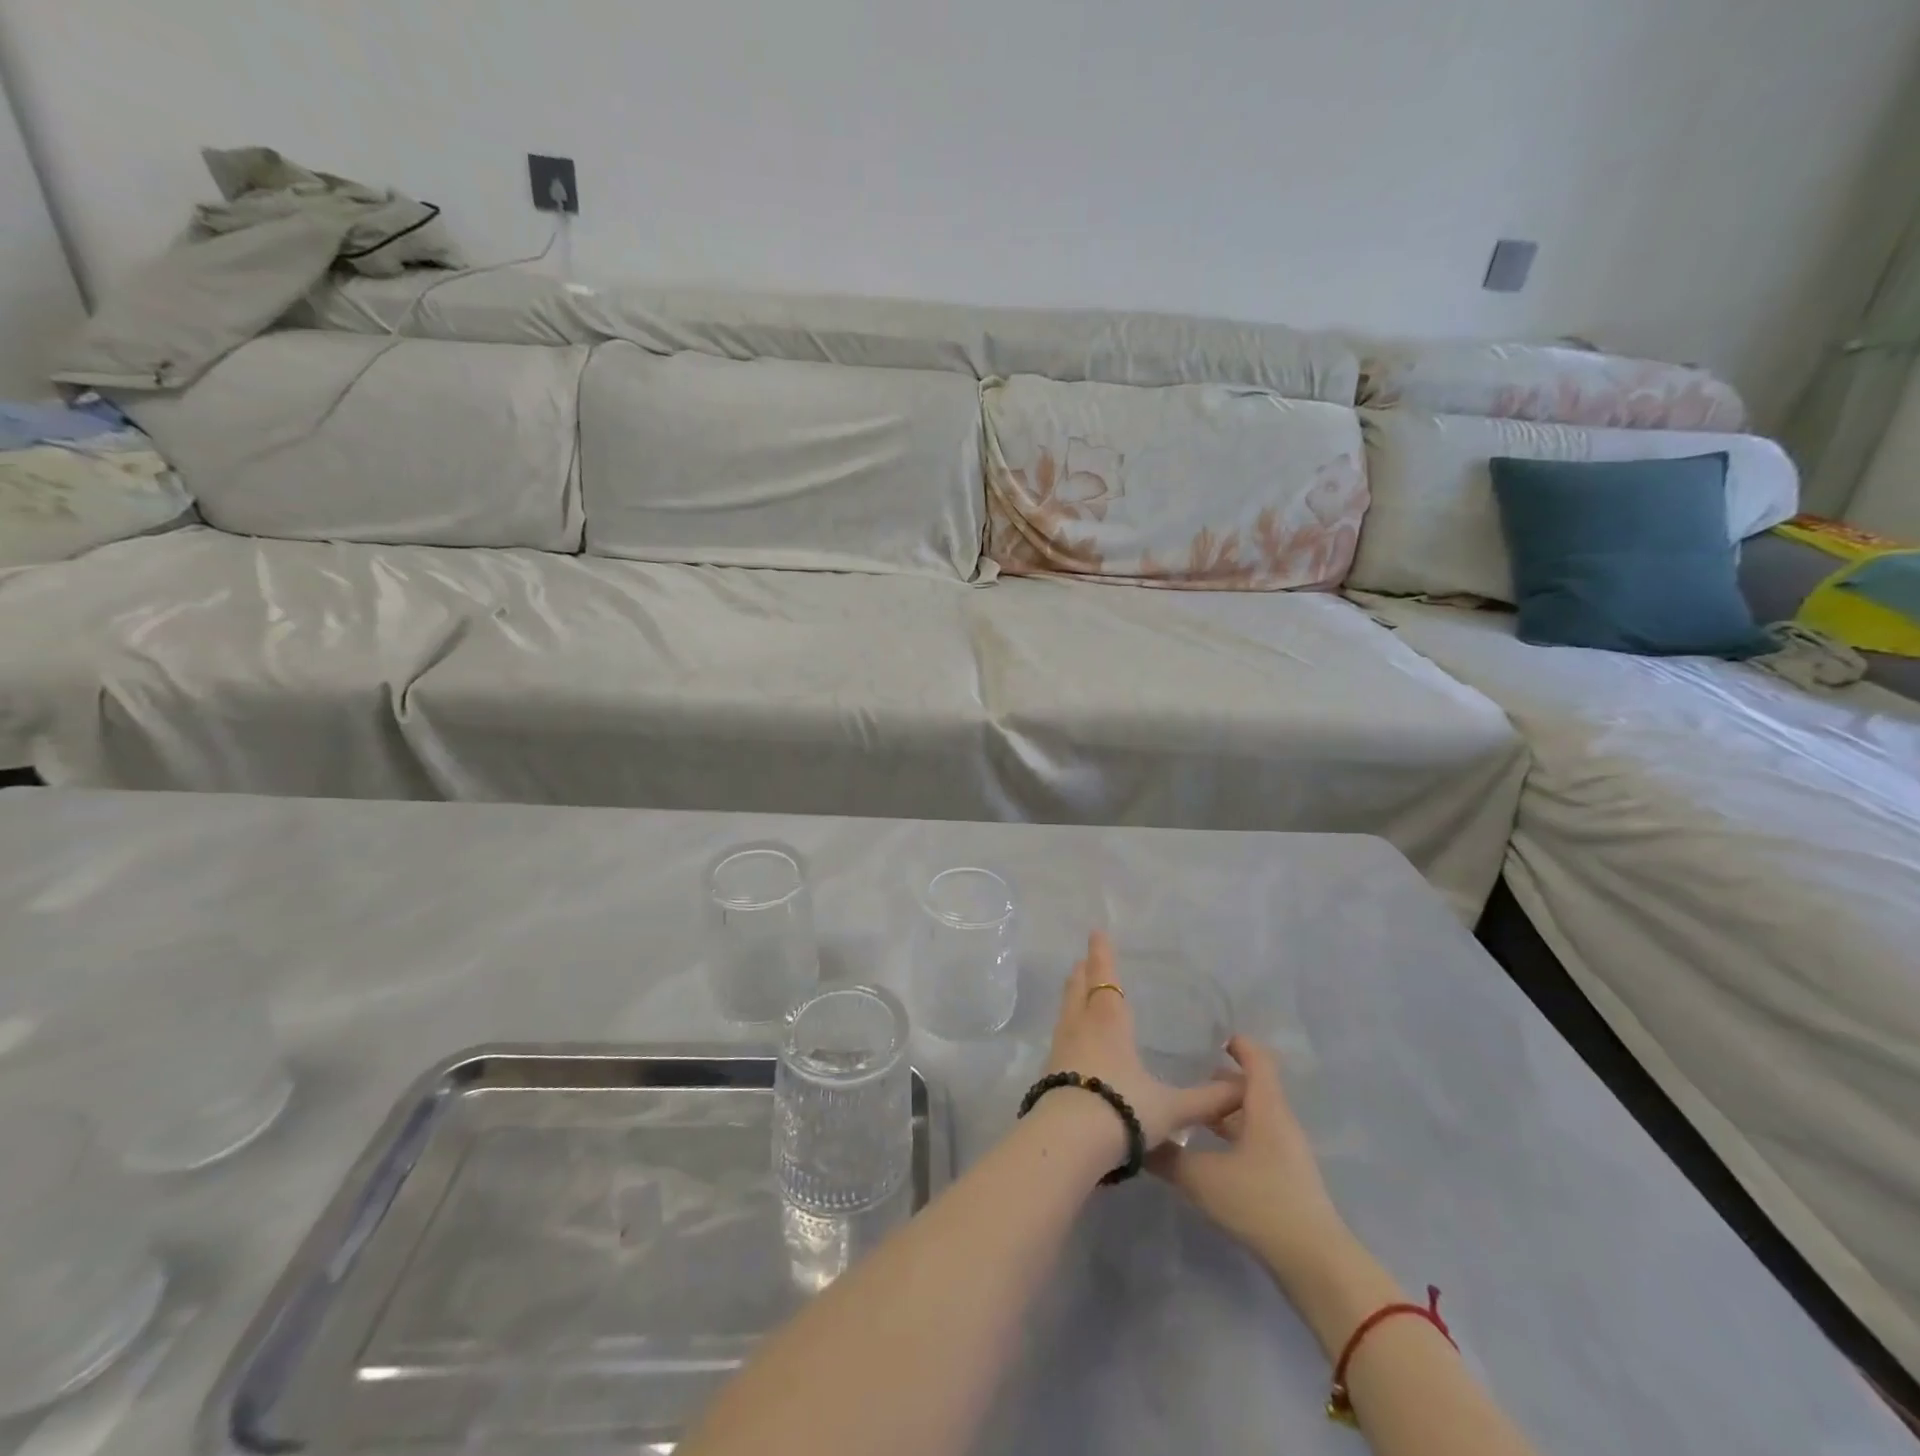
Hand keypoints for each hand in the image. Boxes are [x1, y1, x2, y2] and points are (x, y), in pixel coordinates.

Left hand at [1041, 931, 1241, 1149]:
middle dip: (1083, 972)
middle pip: (1078, 988)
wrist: (1068, 1141)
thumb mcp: (1171, 1108)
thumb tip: (1242, 1089)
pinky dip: (1068, 1024)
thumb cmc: (1122, 1110)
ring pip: (1066, 1010)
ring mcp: (1061, 1047)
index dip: (1102, 955)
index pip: (1105, 978)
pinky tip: (1073, 1038)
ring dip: (1072, 995)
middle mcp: (1081, 1026)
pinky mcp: (1049, 1070)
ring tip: (1077, 989)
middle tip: (1084, 960)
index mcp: (1109, 1021)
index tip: (1096, 933)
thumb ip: (1207, 1100)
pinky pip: (1061, 1035)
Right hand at [1148, 1036, 1348, 1284]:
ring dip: (1225, 1112)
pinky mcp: (1286, 1178)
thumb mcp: (1202, 1178)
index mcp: (1265, 1107)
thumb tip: (1137, 1139)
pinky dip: (1233, 1136)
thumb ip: (1167, 1156)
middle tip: (1186, 1077)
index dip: (1237, 1044)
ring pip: (1254, 1116)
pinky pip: (1257, 1141)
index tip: (1209, 1038)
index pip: (1257, 1059)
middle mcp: (1279, 1122)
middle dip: (1221, 1080)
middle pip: (1253, 1087)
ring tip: (1191, 1114)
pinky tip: (1209, 1154)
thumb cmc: (1260, 1203)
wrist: (1315, 1264)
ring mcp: (1286, 1152)